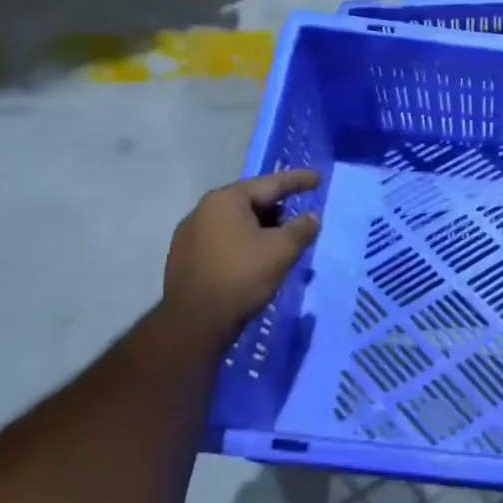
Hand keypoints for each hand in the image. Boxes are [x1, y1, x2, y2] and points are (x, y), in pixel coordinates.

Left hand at [163, 169, 320, 344]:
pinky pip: (222, 240)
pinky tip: (254, 258)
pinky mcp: (184, 259)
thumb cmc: (241, 277)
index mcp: (225, 200)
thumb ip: (301, 228)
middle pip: (250, 201)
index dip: (297, 180)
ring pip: (235, 222)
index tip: (318, 178)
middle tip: (299, 214)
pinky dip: (243, 242)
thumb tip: (312, 217)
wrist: (194, 324)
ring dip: (260, 227)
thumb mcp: (281, 250)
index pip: (270, 183)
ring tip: (280, 240)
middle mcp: (203, 210)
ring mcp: (189, 235)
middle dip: (277, 207)